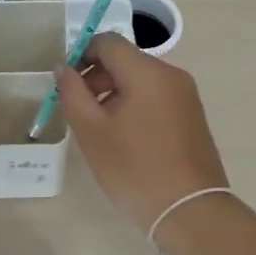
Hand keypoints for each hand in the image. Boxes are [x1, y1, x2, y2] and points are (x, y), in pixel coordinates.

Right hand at [56, 33, 229, 231]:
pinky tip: (124, 137)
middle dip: (96, 77)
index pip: (108, 42)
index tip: (67, 84)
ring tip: (98, 128)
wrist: (191, 212)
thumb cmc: (135, 170)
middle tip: (78, 110)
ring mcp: (185, 95)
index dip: (81, 55)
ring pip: (140, 79)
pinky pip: (155, 95)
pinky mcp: (192, 115)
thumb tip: (63, 67)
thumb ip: (72, 93)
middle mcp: (171, 75)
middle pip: (125, 59)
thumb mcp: (92, 132)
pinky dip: (134, 104)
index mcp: (147, 73)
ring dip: (113, 92)